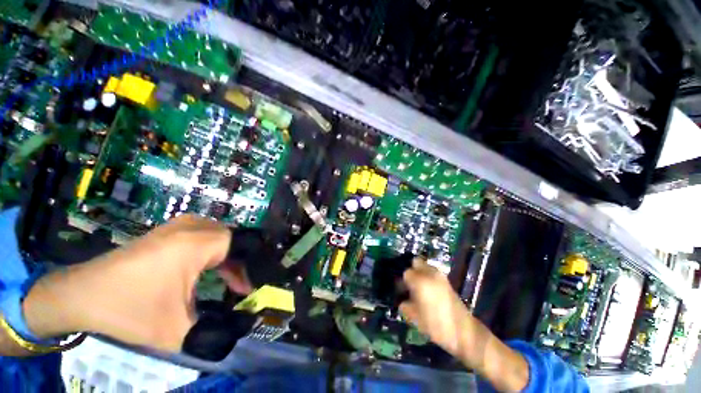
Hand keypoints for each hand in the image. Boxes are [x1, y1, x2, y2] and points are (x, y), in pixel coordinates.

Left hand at [23, 215, 251, 352]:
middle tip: (238, 285)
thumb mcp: (174, 331)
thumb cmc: (127, 310)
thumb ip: (213, 331)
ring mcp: (176, 226)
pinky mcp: (165, 231)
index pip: (239, 244)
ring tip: (226, 276)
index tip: (245, 290)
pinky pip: (201, 233)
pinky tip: (205, 266)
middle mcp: (190, 228)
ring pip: (217, 234)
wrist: (79, 295)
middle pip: (230, 238)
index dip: (247, 266)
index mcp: (195, 244)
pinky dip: (210, 248)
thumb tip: (241, 330)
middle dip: (238, 261)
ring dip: (225, 254)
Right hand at [400, 258, 529, 391]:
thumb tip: (402, 300)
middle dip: (411, 270)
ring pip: (425, 265)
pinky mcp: (447, 281)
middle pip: (416, 262)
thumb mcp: (414, 317)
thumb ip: (404, 305)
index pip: (405, 273)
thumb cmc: (435, 325)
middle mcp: (430, 273)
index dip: (402, 281)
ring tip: (418, 287)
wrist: (463, 332)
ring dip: (420, 272)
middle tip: (409, 283)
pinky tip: (428, 290)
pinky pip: (433, 272)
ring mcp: (440, 276)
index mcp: (420, 281)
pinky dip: (428, 276)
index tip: (401, 291)